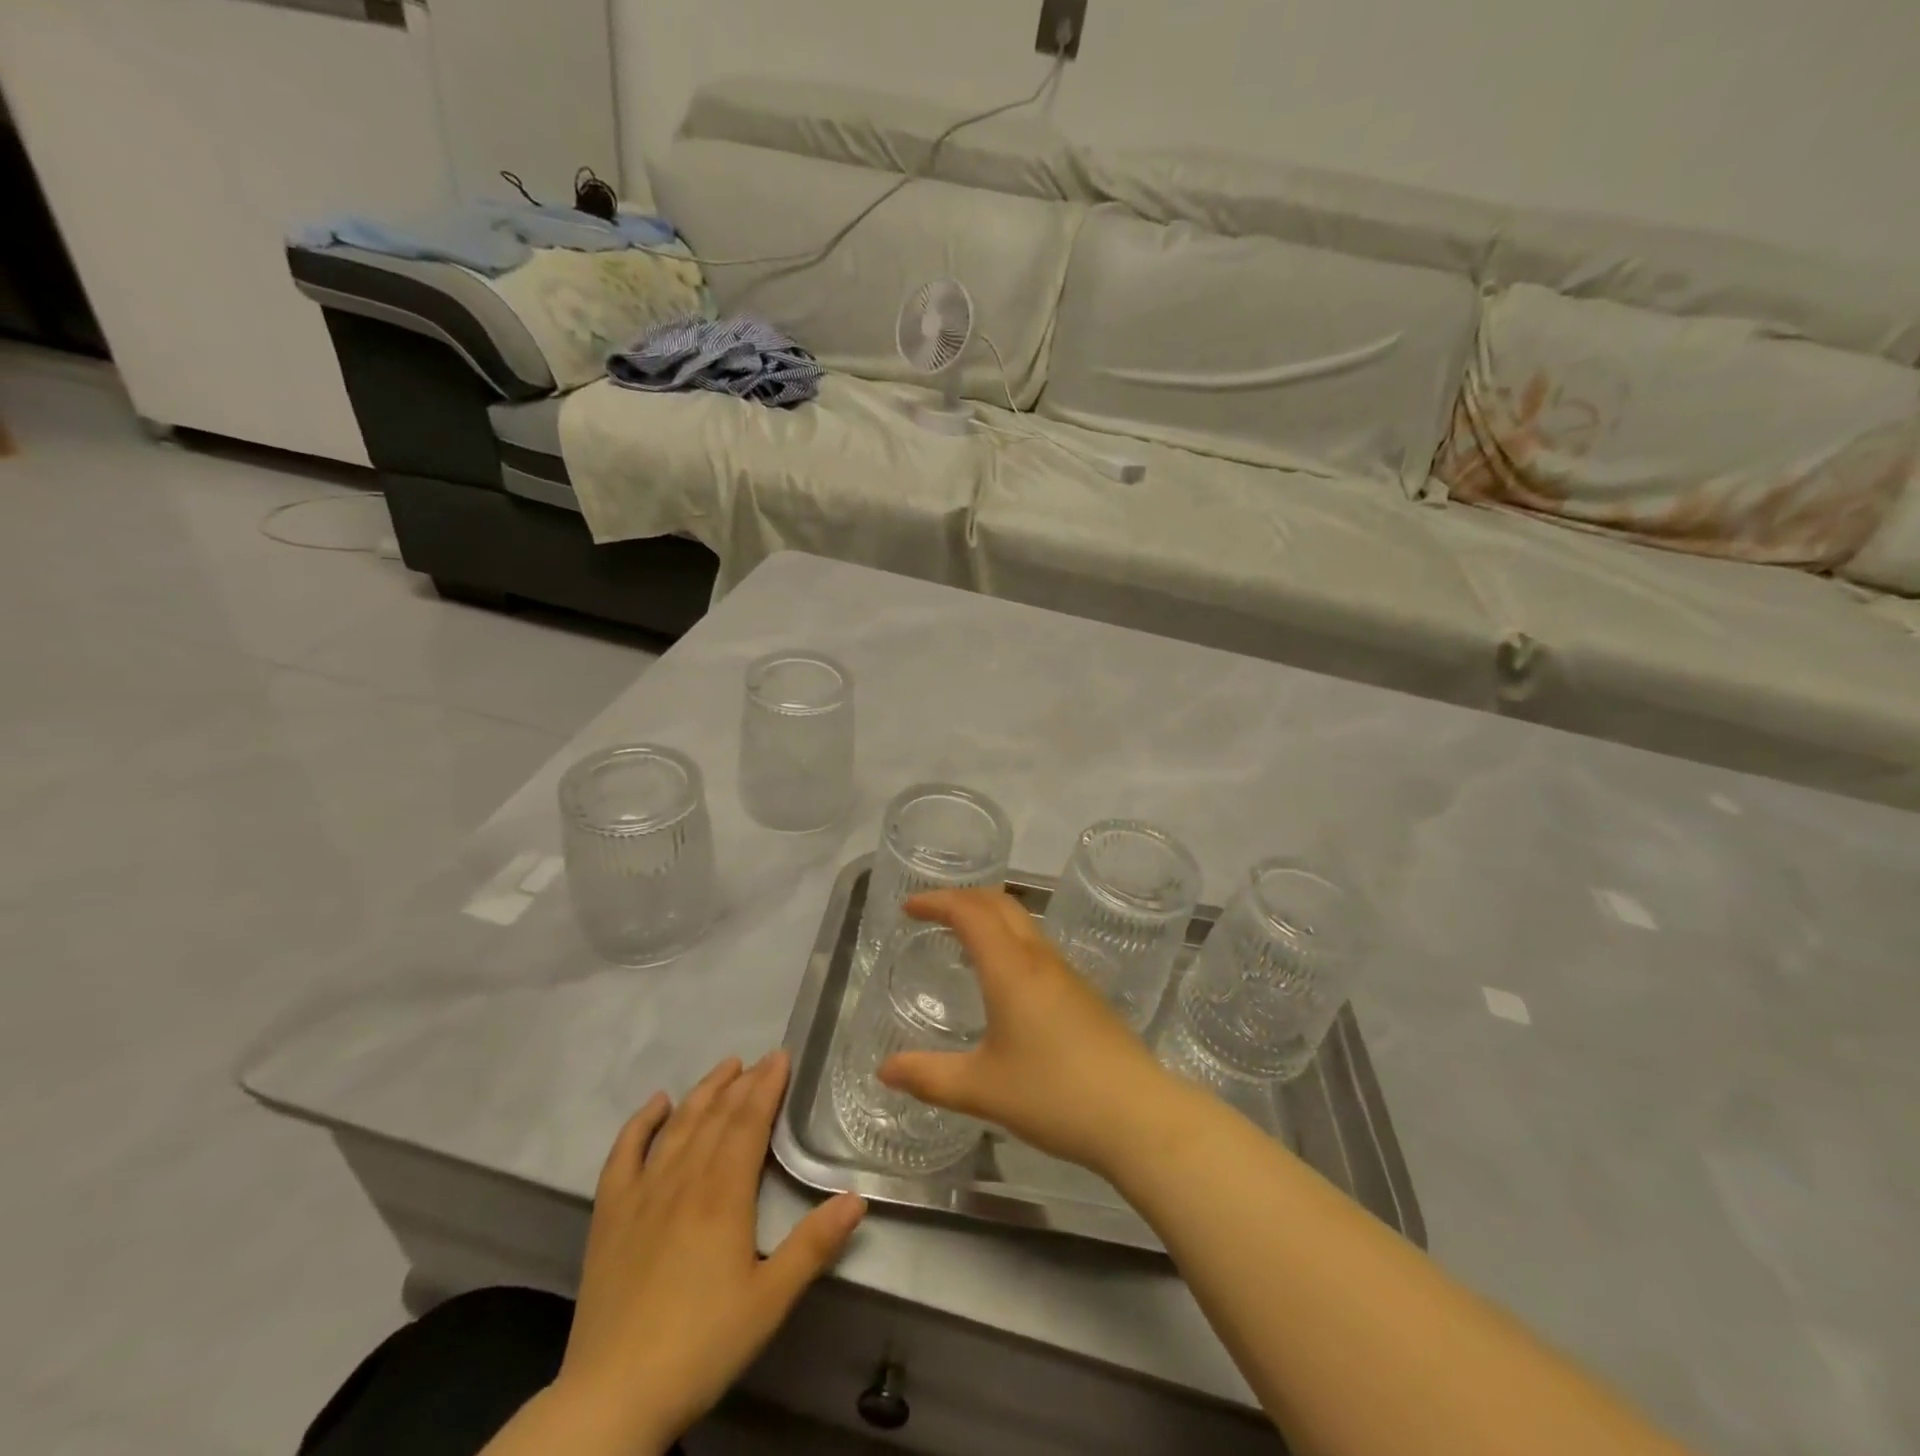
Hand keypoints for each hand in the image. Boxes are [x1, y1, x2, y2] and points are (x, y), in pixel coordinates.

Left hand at [553, 1053, 866, 1452]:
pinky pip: (623, 1154)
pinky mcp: (610, 1215)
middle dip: (743, 1083)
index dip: (767, 1087)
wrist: (613, 1397)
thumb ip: (814, 1245)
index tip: (782, 1057)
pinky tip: (657, 1104)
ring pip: (678, 1126)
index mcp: (723, 1194)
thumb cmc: (701, 1345)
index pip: (749, 1123)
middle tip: (763, 1059)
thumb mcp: (770, 1301)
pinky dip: (641, 1123)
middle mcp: (683, 1180)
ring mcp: (642, 1194)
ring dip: (703, 1092)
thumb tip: (857, 1198)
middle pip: (717, 1117)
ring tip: (725, 1067)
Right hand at [878, 889, 1181, 1176]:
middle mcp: (1039, 958)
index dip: (937, 901)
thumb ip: (929, 1077)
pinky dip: (1008, 939)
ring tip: (961, 937)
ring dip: (989, 916)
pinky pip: (1037, 946)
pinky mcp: (1083, 993)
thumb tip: (884, 1070)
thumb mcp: (982, 1089)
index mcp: (1010, 968)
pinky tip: (1002, 977)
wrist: (1138, 1114)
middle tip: (931, 912)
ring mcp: (1066, 973)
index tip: (909, 907)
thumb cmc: (1054, 1095)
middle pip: (1000, 903)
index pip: (969, 912)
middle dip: (962, 897)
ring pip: (1023, 922)